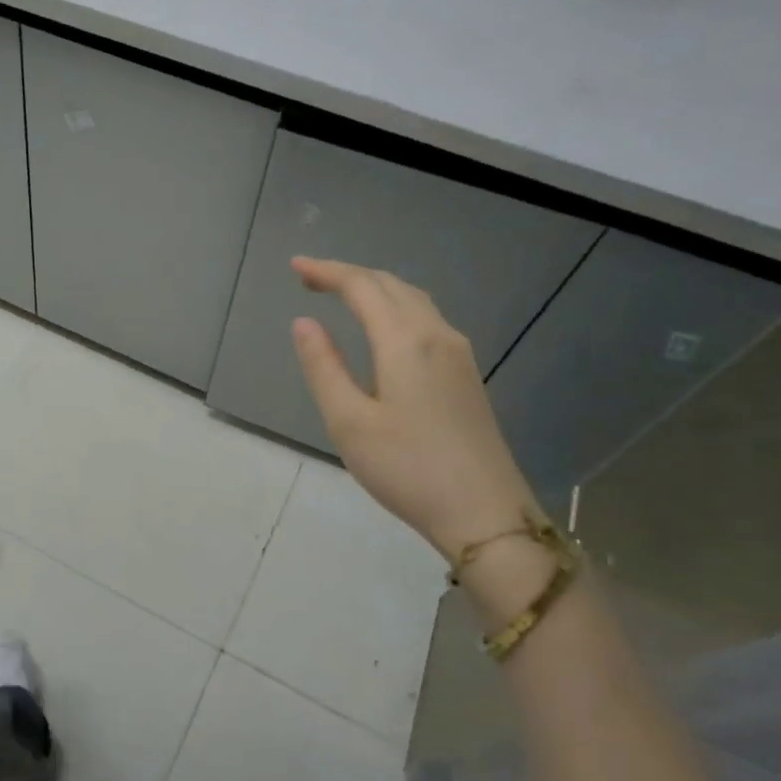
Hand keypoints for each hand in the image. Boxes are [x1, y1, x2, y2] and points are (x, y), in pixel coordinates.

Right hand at [289, 257, 539, 560]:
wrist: (485, 513)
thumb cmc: (407, 468)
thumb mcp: (349, 421)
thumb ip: (324, 366)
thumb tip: (304, 323)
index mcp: (405, 341)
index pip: (361, 287)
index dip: (326, 272)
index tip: (294, 267)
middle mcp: (437, 335)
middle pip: (391, 286)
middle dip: (349, 275)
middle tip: (310, 279)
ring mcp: (459, 354)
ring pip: (414, 300)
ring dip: (376, 289)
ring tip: (342, 295)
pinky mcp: (467, 376)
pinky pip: (427, 320)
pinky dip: (396, 308)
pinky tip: (385, 328)